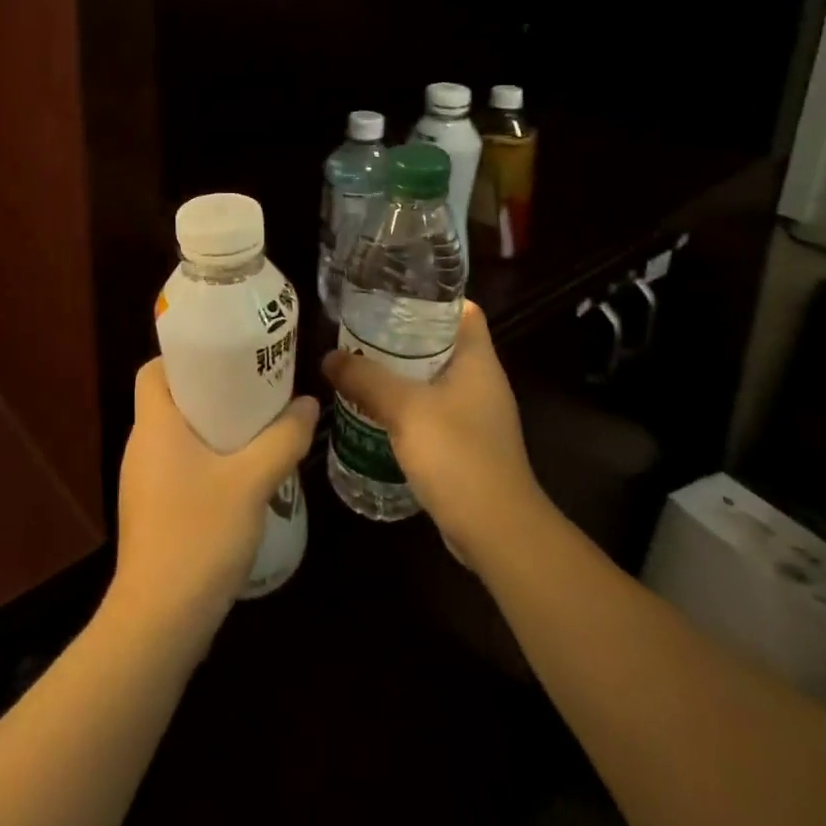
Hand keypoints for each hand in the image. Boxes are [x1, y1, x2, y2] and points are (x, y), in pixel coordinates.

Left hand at [109, 359, 316, 651]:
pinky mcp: (152, 514)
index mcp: (154, 425)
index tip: (225, 357)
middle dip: (212, 391)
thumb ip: (283, 439)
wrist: (159, 623)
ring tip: (257, 429)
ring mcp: (143, 484)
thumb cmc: (199, 535)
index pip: (153, 369)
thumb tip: (307, 404)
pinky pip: (179, 469)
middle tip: (254, 389)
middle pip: (171, 400)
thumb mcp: (252, 481)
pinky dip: (207, 462)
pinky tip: (242, 479)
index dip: (183, 357)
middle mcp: (141, 447)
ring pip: (178, 438)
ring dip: (213, 430)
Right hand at [322, 302, 543, 567]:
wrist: (496, 531)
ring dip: (401, 374)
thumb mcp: (404, 408)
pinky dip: (406, 407)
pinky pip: (432, 412)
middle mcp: (481, 382)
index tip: (392, 294)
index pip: (463, 310)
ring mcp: (476, 416)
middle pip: (441, 343)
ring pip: (433, 379)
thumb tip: (329, 357)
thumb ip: (365, 379)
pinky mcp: (466, 445)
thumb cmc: (457, 454)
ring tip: (360, 366)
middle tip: (361, 330)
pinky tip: (374, 412)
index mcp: (478, 360)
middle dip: (403, 336)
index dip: (432, 297)